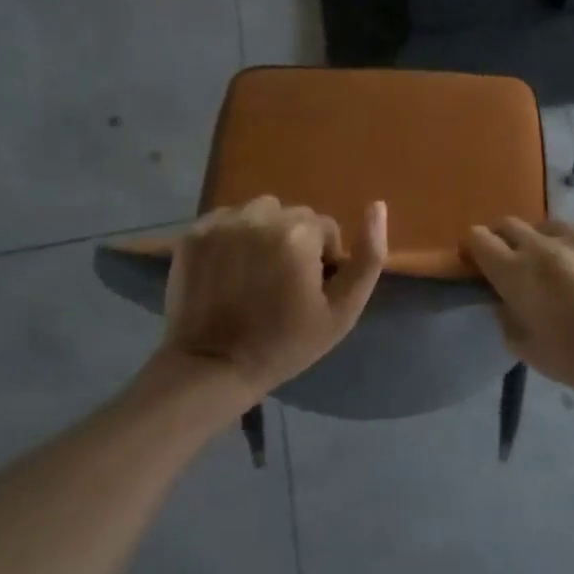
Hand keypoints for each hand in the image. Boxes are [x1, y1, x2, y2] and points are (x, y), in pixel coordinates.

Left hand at [162, 196, 387, 397]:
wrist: (213, 368)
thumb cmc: (285, 344)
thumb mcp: (343, 311)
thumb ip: (369, 257)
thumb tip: (377, 206)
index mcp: (298, 233)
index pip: (326, 229)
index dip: (322, 262)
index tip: (307, 293)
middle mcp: (260, 216)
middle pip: (293, 217)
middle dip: (294, 243)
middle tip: (280, 285)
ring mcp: (223, 222)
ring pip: (261, 213)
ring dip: (264, 234)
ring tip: (254, 274)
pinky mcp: (195, 232)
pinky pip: (228, 220)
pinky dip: (233, 237)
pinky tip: (229, 270)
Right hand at [463, 219, 573, 408]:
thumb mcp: (526, 348)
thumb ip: (504, 312)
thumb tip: (502, 294)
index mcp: (517, 272)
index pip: (478, 238)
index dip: (474, 249)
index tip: (479, 262)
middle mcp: (543, 243)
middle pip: (508, 224)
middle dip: (505, 242)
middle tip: (518, 266)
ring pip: (547, 228)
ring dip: (545, 245)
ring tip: (563, 270)